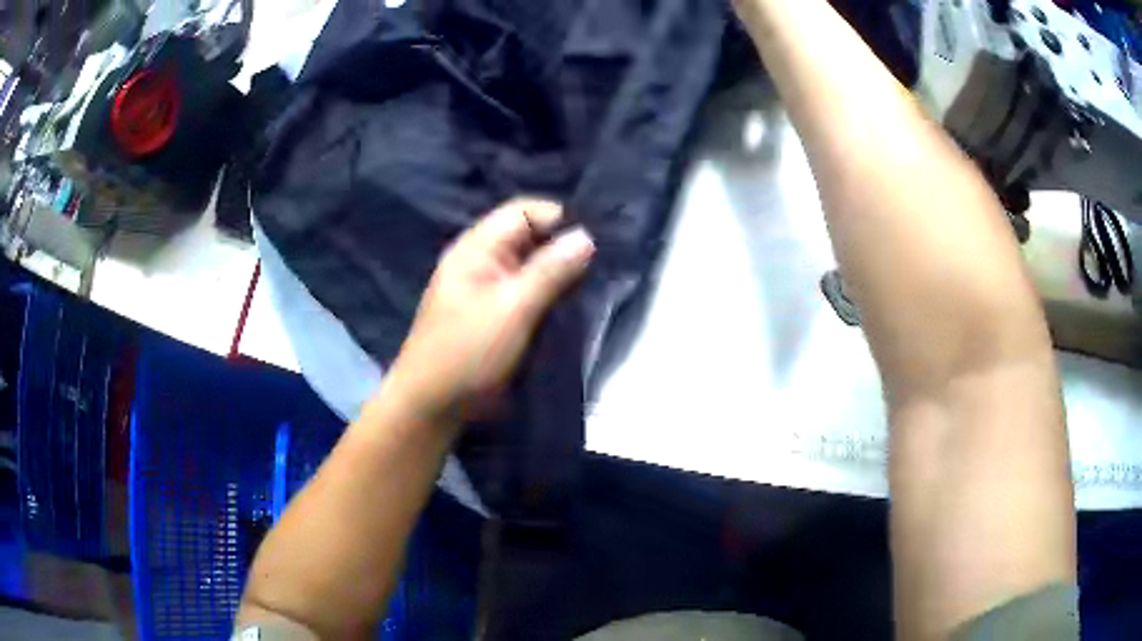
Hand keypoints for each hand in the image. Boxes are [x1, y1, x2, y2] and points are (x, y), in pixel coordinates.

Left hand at [383, 198, 594, 427]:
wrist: (433, 406)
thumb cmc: (467, 352)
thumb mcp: (512, 309)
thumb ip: (549, 271)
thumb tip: (587, 236)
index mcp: (477, 248)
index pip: (525, 211)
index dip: (560, 219)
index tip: (596, 244)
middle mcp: (484, 261)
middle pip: (531, 238)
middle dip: (565, 249)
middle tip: (603, 267)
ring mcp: (490, 289)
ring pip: (534, 268)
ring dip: (561, 276)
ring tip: (596, 287)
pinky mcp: (498, 315)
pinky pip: (530, 294)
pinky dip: (552, 297)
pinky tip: (575, 306)